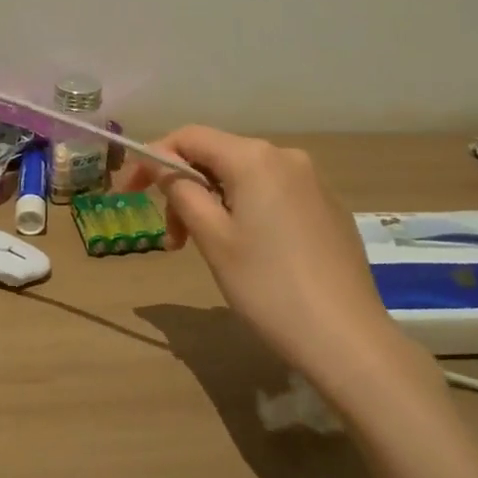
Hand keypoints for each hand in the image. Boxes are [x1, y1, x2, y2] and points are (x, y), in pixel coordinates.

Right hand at [124, 127, 424, 385]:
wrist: (348, 340)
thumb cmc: (268, 287)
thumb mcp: (213, 239)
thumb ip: (182, 192)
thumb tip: (163, 166)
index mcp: (255, 158)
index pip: (189, 137)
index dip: (153, 158)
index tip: (129, 192)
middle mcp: (286, 157)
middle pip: (217, 156)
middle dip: (185, 188)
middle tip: (173, 239)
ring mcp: (313, 182)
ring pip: (245, 177)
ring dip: (213, 203)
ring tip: (207, 249)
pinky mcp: (328, 208)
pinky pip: (273, 194)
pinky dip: (246, 211)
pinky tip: (249, 252)